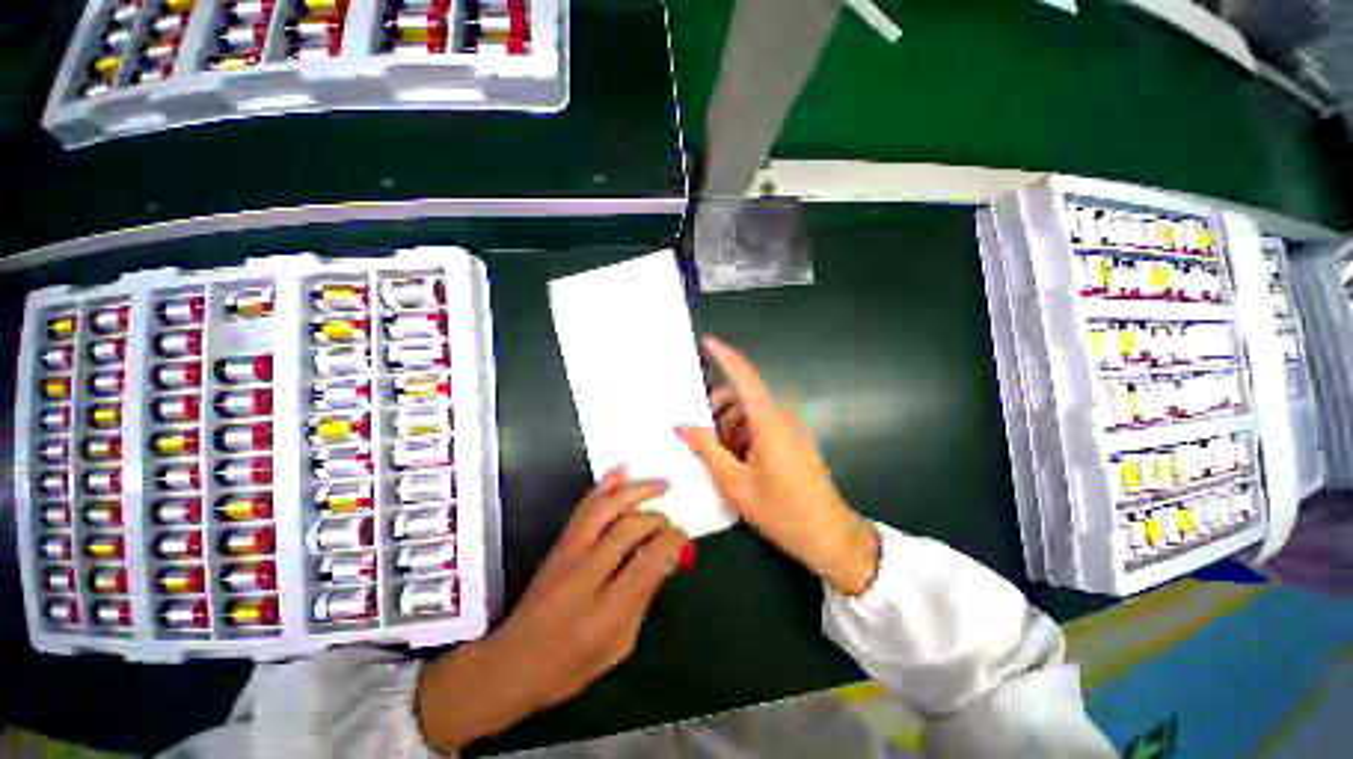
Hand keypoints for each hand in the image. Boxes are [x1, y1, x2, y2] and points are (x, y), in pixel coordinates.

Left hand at [416, 469, 687, 751]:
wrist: (511, 662)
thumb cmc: (569, 667)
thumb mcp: (617, 648)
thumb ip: (642, 600)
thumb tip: (666, 560)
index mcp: (605, 611)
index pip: (648, 561)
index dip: (672, 542)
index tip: (683, 539)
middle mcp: (586, 574)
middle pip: (630, 528)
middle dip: (658, 519)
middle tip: (671, 524)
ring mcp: (569, 553)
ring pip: (607, 508)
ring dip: (637, 490)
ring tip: (661, 484)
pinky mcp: (559, 543)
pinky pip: (585, 506)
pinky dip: (606, 485)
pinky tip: (623, 470)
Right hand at [677, 336, 879, 596]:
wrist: (830, 538)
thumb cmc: (782, 511)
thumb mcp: (735, 484)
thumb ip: (707, 450)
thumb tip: (682, 425)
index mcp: (769, 422)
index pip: (745, 377)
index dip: (725, 356)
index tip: (707, 341)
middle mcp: (781, 419)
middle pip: (743, 398)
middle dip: (717, 408)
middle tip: (696, 431)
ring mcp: (790, 431)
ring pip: (750, 415)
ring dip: (728, 427)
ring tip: (714, 456)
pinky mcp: (793, 443)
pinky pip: (761, 428)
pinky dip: (742, 437)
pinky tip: (732, 462)